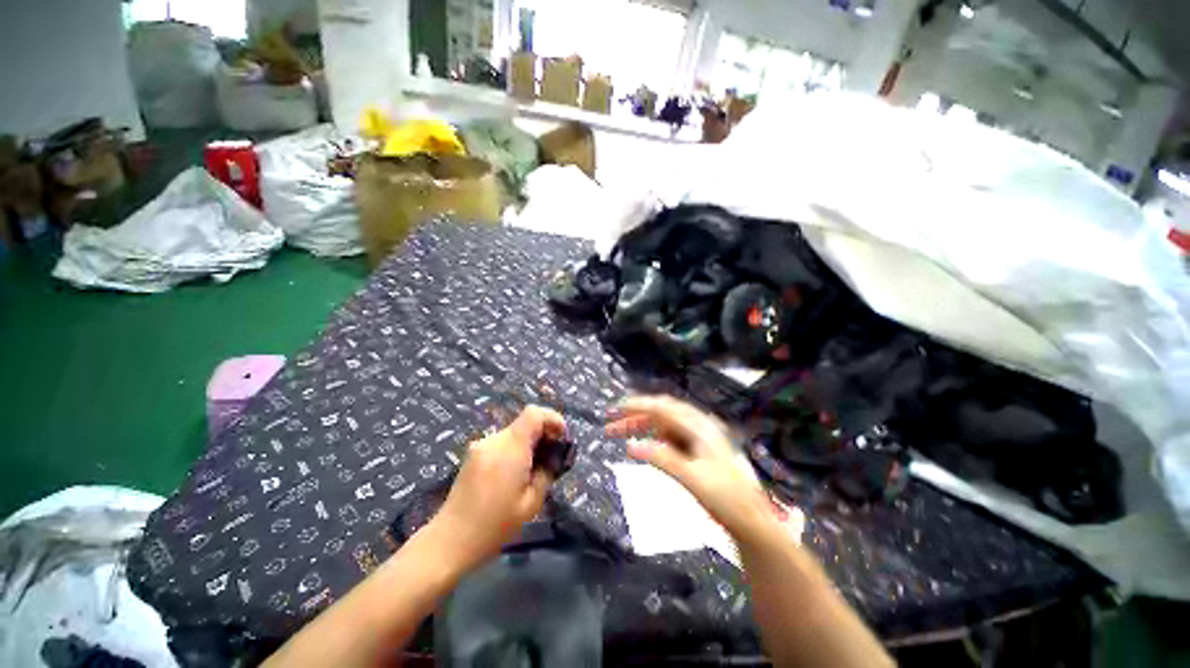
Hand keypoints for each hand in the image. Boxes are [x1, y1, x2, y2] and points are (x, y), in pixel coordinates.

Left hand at [430, 406, 564, 571]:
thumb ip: (547, 472)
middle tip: (551, 458)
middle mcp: (495, 439)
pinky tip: (514, 474)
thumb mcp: (532, 503)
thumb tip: (553, 456)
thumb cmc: (495, 525)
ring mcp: (481, 445)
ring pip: (514, 433)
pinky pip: (501, 443)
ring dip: (528, 444)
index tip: (561, 438)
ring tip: (533, 470)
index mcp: (511, 447)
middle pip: (525, 423)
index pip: (534, 413)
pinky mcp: (473, 454)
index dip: (552, 419)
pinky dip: (514, 450)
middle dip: (543, 434)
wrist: (450, 540)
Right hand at [606, 395, 770, 539]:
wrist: (752, 520)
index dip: (637, 406)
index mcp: (698, 427)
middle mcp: (698, 426)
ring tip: (618, 433)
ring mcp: (698, 437)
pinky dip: (652, 437)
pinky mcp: (696, 450)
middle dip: (635, 416)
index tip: (615, 409)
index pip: (662, 408)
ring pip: (663, 424)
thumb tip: (630, 446)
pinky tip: (643, 444)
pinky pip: (669, 436)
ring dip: (641, 425)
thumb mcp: (692, 479)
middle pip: (660, 413)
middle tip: (610, 425)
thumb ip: (662, 459)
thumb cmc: (725, 498)